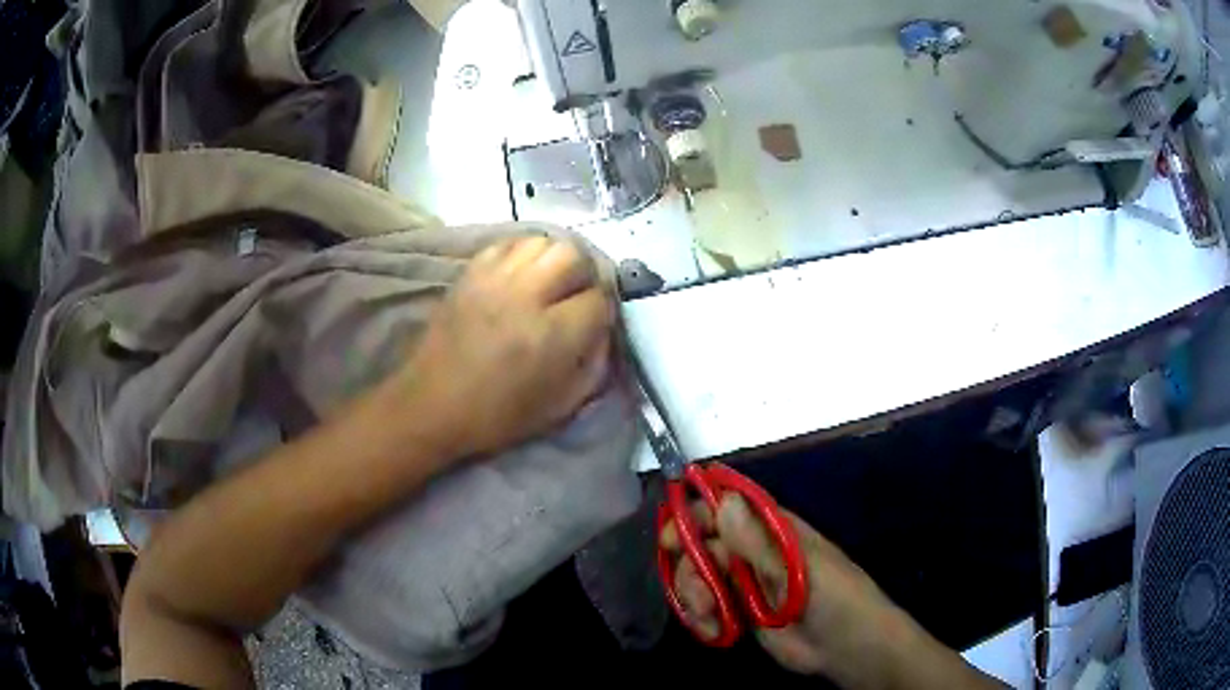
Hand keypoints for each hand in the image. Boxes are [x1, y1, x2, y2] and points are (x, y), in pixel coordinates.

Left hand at [396, 236, 615, 457]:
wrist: (432, 404)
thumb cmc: (497, 415)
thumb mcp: (560, 406)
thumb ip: (594, 366)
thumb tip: (604, 332)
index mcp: (549, 335)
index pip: (598, 299)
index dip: (604, 312)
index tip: (596, 324)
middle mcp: (524, 296)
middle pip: (573, 255)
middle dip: (584, 275)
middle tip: (575, 297)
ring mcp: (493, 279)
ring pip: (542, 242)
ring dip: (554, 260)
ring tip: (549, 283)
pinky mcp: (470, 272)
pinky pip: (508, 243)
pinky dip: (523, 254)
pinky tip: (521, 277)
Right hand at [663, 496, 1003, 689]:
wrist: (848, 648)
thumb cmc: (837, 599)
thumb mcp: (800, 570)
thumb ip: (758, 542)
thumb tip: (722, 499)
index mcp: (773, 528)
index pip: (726, 507)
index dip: (696, 514)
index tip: (671, 537)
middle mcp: (754, 549)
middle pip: (703, 543)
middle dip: (691, 567)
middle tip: (696, 595)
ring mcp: (745, 580)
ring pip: (698, 575)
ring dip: (693, 596)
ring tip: (710, 620)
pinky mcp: (739, 609)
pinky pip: (705, 604)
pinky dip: (700, 617)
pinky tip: (713, 632)